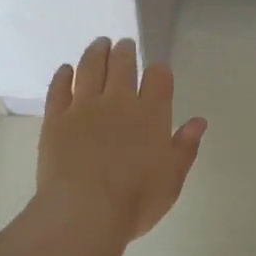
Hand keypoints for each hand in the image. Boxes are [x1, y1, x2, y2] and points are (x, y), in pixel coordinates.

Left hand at [37, 38, 206, 241]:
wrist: (84, 212)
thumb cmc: (135, 199)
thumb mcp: (172, 178)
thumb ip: (185, 146)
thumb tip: (199, 121)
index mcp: (151, 114)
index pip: (158, 78)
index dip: (159, 70)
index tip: (157, 69)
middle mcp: (118, 101)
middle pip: (122, 64)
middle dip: (125, 51)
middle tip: (124, 44)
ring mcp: (84, 107)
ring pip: (90, 67)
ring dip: (96, 52)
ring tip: (100, 44)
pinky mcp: (56, 118)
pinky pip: (59, 88)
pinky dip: (63, 75)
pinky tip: (66, 70)